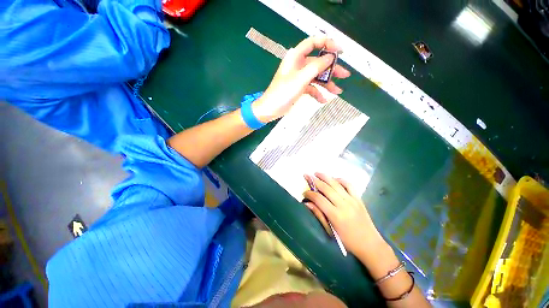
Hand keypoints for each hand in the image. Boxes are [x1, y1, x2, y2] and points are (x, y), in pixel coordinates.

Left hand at [252, 37, 350, 122]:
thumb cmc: (282, 93)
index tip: (340, 52)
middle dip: (332, 69)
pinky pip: (312, 88)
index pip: (314, 43)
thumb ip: (315, 67)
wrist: (271, 109)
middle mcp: (299, 65)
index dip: (328, 44)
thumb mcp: (300, 79)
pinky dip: (318, 93)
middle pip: (319, 62)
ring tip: (337, 92)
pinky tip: (323, 100)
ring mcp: (299, 77)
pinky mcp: (299, 88)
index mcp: (296, 57)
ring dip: (327, 84)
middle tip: (345, 75)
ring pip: (317, 77)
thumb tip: (330, 57)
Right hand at [303, 173, 385, 259]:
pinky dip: (340, 179)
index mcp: (335, 215)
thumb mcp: (331, 231)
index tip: (304, 192)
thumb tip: (307, 203)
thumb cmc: (348, 241)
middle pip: (326, 188)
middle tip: (307, 176)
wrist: (370, 245)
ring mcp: (352, 200)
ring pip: (336, 184)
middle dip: (314, 181)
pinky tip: (334, 178)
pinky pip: (349, 185)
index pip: (318, 199)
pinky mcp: (359, 199)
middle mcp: (343, 205)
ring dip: (325, 176)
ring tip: (317, 173)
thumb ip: (319, 215)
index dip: (309, 194)